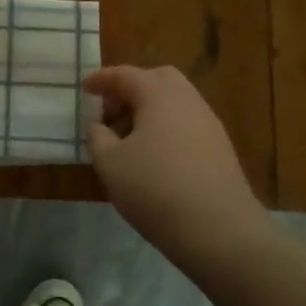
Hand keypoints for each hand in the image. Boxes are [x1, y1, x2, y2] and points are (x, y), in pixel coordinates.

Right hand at [84, 65, 267, 263]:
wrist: (218, 230)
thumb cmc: (155, 188)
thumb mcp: (110, 163)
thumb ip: (98, 138)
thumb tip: (99, 126)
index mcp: (159, 95)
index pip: (126, 75)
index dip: (102, 80)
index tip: (85, 88)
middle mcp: (188, 101)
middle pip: (158, 80)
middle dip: (131, 90)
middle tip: (111, 113)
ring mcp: (209, 124)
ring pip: (175, 103)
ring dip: (149, 112)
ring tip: (128, 141)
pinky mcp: (221, 149)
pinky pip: (187, 125)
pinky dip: (166, 129)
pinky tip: (154, 158)